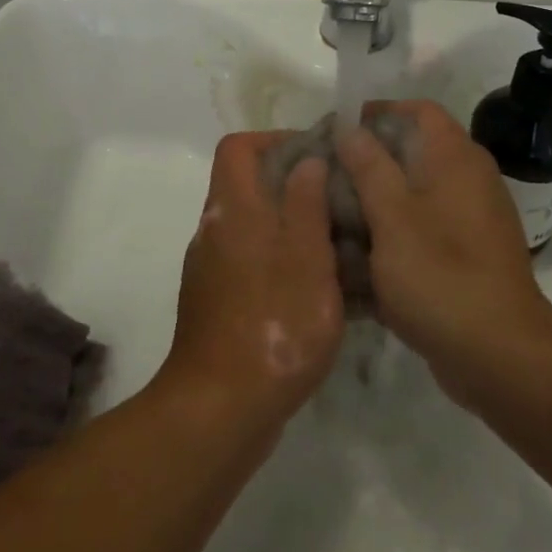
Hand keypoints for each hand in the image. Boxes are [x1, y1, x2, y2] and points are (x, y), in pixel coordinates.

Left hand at [157, 132, 344, 437]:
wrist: (220, 410)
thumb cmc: (273, 323)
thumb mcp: (306, 258)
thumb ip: (306, 203)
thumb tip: (307, 160)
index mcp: (232, 210)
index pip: (238, 147)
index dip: (275, 140)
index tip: (316, 157)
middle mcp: (215, 231)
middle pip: (247, 185)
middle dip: (293, 185)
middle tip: (339, 202)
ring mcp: (212, 270)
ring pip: (254, 227)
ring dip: (292, 227)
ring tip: (339, 246)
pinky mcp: (218, 305)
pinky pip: (252, 264)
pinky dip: (281, 263)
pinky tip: (318, 292)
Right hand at [337, 101, 551, 416]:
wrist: (502, 358)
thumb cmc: (441, 276)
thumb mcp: (392, 216)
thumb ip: (369, 166)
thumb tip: (350, 128)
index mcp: (456, 158)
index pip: (417, 110)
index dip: (376, 112)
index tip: (336, 132)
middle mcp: (468, 180)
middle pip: (411, 152)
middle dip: (366, 163)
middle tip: (324, 179)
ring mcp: (469, 221)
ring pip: (412, 196)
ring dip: (373, 204)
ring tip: (330, 220)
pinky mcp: (465, 257)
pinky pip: (421, 233)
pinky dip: (391, 239)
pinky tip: (355, 264)